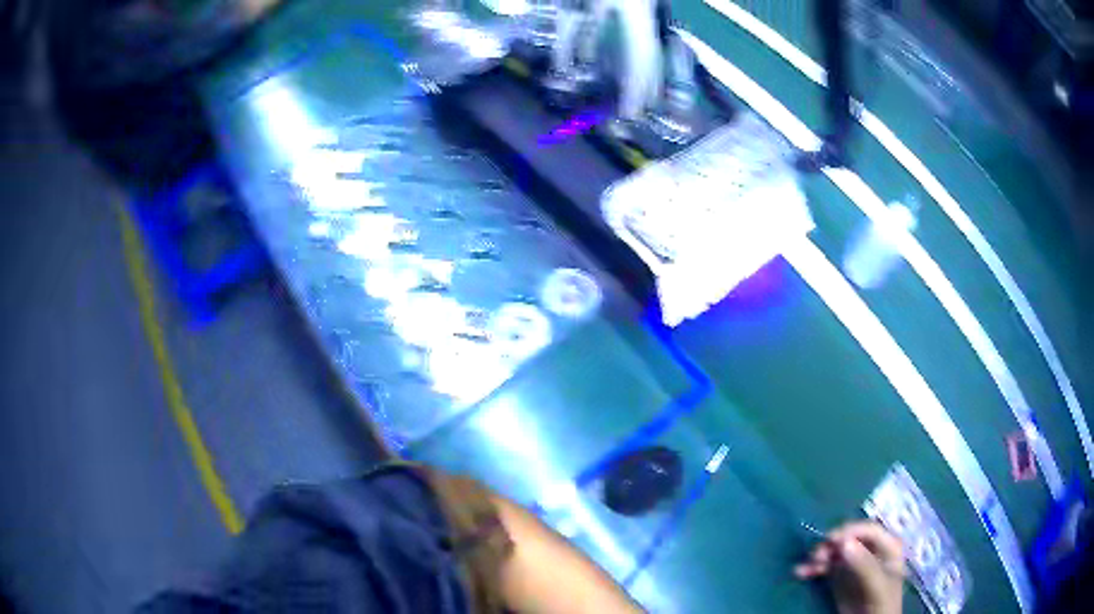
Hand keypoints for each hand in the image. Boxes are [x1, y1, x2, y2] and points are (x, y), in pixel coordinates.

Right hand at [795, 521, 905, 613]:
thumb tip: (844, 542)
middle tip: (816, 555)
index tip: (831, 539)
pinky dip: (813, 569)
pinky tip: (801, 572)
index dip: (851, 531)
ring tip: (808, 565)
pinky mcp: (840, 577)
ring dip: (820, 556)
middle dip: (831, 545)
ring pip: (835, 552)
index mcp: (887, 547)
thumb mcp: (876, 585)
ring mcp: (854, 563)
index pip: (869, 531)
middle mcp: (870, 551)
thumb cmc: (881, 603)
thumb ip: (864, 565)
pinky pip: (826, 567)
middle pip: (850, 539)